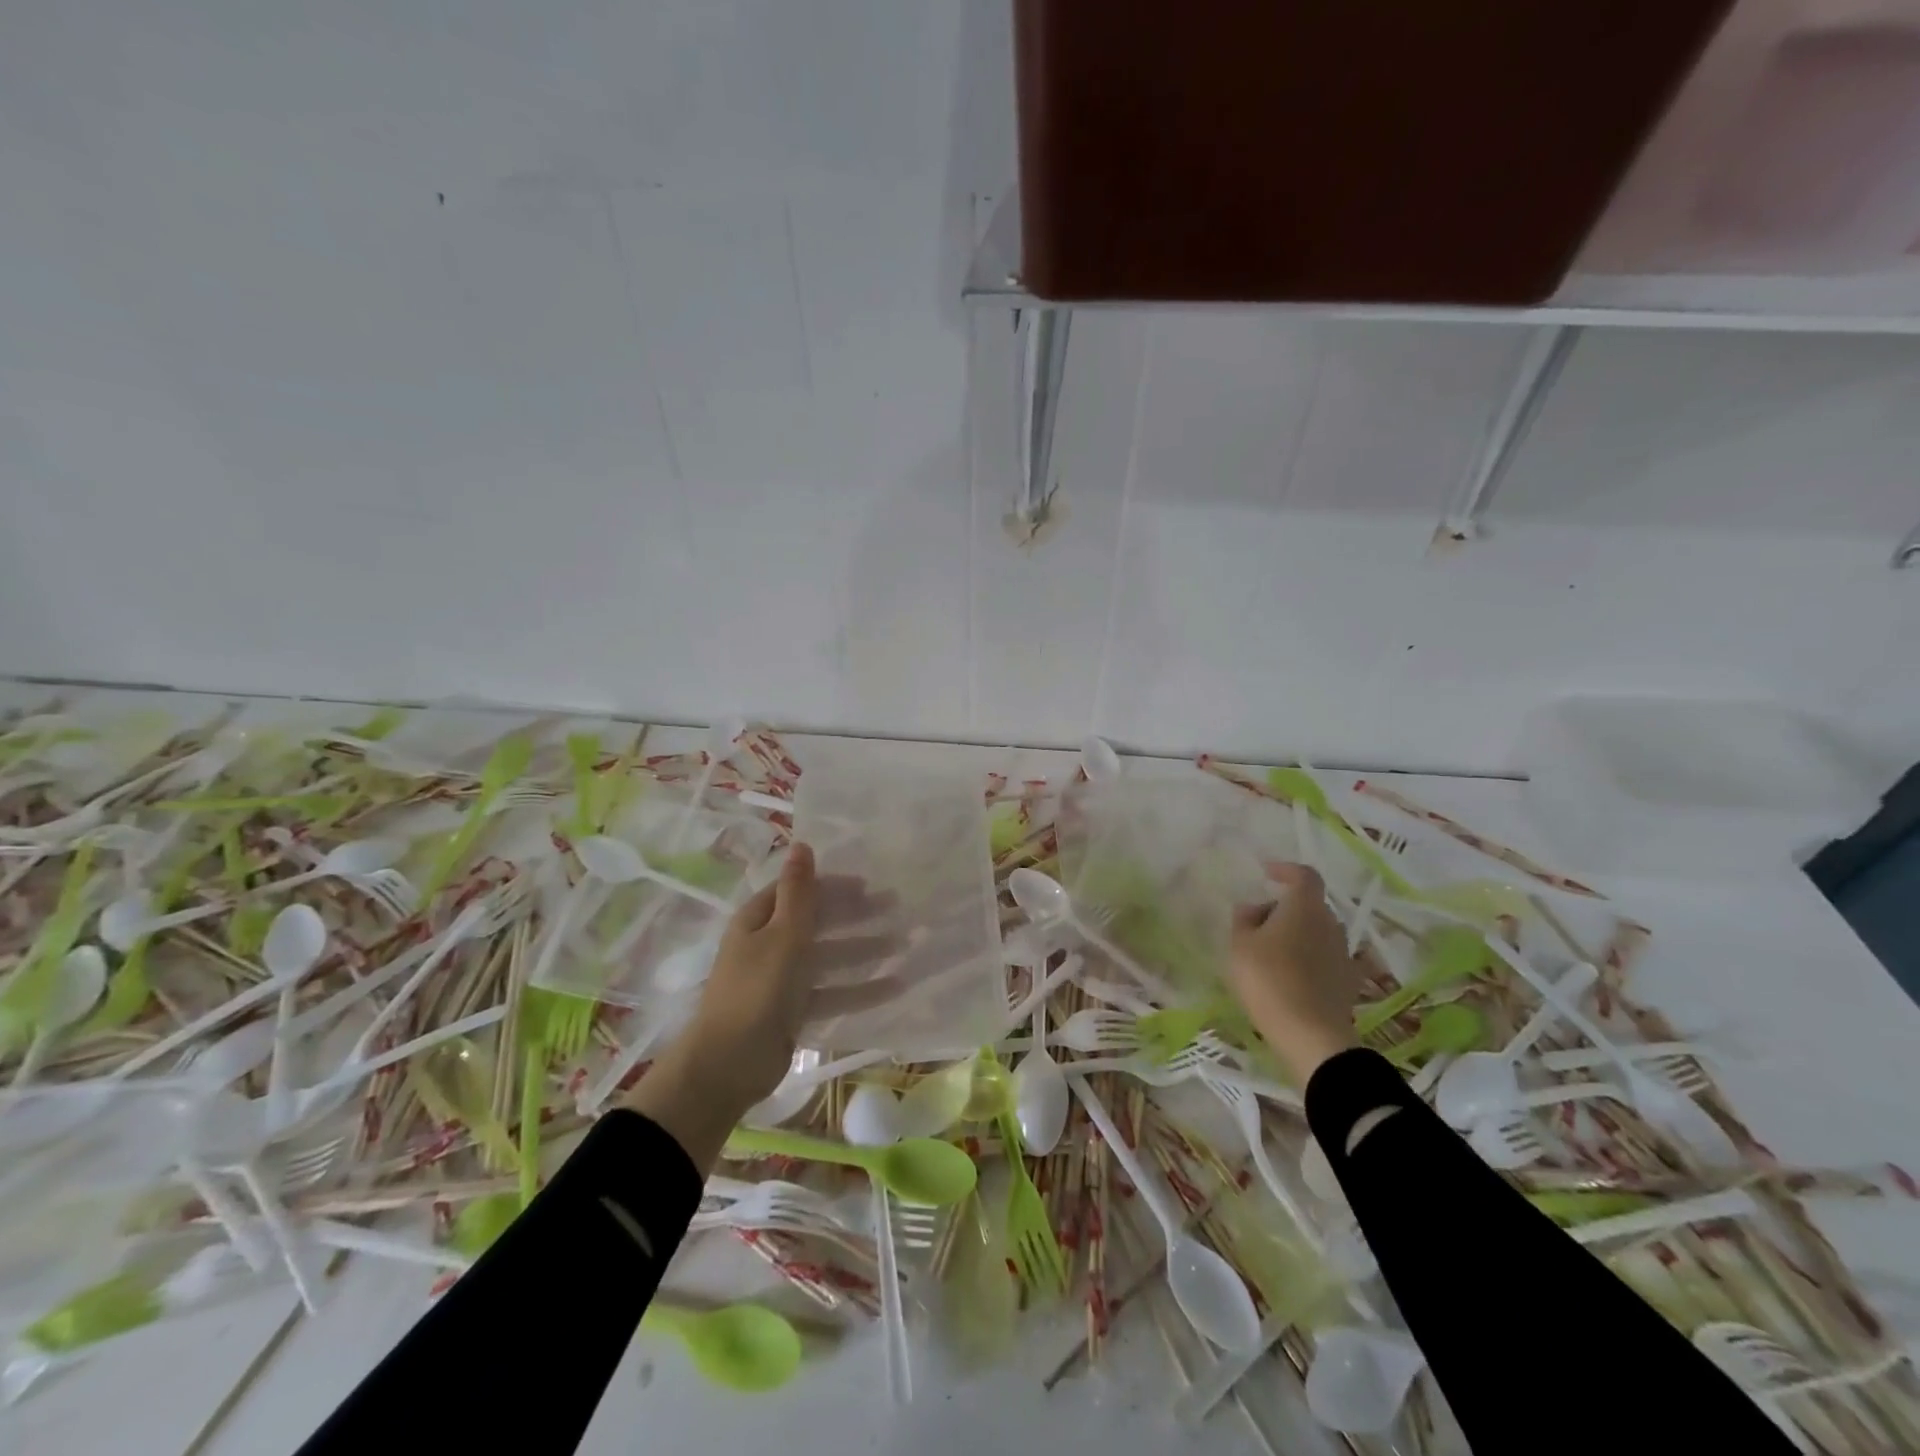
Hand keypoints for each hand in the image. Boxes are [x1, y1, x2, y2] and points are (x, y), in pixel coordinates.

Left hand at [622, 844, 896, 1168]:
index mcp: (758, 919)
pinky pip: (831, 993)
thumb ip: (798, 892)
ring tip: (903, 946)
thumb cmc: (756, 990)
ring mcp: (781, 980)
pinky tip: (894, 987)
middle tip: (896, 908)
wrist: (726, 1066)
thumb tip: (801, 844)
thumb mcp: (783, 934)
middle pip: (818, 922)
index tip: (870, 885)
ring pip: (829, 957)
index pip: (800, 891)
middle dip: (856, 916)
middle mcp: (768, 944)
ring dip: (863, 951)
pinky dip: (859, 990)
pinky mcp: (793, 1012)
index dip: (833, 885)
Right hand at [1228, 864, 1363, 1084]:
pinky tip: (1286, 976)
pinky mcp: (1347, 981)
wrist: (1311, 1035)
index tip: (1267, 873)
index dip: (1286, 870)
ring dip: (1295, 934)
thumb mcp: (1241, 945)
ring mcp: (1343, 953)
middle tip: (1255, 923)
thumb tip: (1253, 908)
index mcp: (1305, 907)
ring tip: (1267, 952)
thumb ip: (1244, 920)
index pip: (1304, 875)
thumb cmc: (1270, 979)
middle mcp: (1330, 923)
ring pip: (1316, 932)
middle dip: (1284, 908)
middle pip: (1309, 905)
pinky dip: (1306, 958)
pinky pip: (1323, 957)